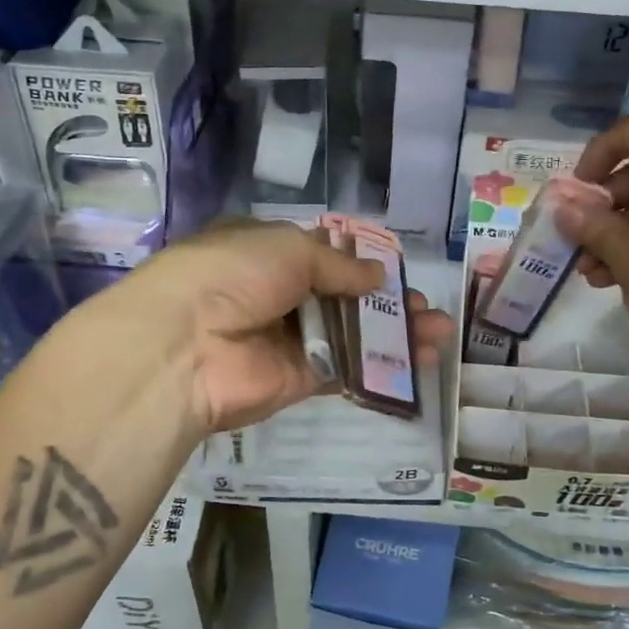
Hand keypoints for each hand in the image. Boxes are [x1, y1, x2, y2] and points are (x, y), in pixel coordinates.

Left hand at [125, 219, 452, 434]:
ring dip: (395, 333)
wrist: (187, 344)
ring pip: (351, 334)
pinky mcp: (299, 379)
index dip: (358, 262)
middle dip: (386, 301)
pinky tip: (421, 360)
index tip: (395, 269)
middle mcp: (277, 295)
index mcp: (265, 254)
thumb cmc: (234, 273)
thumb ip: (338, 264)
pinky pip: (347, 369)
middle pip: (342, 298)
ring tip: (440, 332)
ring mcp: (288, 340)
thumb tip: (376, 276)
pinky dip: (382, 366)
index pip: (319, 256)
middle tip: (426, 307)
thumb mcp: (289, 248)